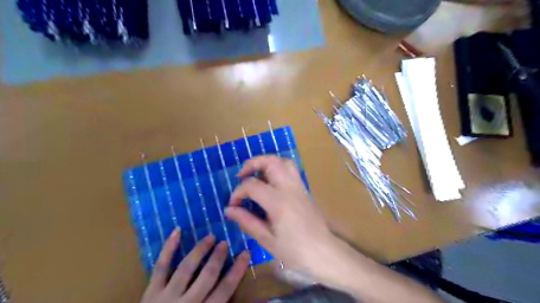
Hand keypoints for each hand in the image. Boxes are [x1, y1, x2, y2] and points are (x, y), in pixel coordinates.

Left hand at [137, 229, 249, 302]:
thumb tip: (252, 301)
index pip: (225, 290)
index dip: (237, 270)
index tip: (246, 253)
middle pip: (207, 276)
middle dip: (218, 258)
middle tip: (224, 243)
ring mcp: (166, 297)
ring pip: (186, 268)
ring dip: (200, 250)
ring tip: (210, 237)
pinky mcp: (150, 292)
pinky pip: (160, 267)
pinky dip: (168, 248)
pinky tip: (177, 231)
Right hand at [226, 156, 335, 276]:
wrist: (324, 253)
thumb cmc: (295, 251)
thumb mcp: (267, 240)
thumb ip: (247, 221)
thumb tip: (229, 210)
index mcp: (278, 202)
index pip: (252, 185)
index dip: (237, 192)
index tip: (233, 204)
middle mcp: (289, 188)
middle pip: (271, 162)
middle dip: (252, 164)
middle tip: (241, 176)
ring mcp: (299, 186)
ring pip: (283, 161)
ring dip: (267, 163)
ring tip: (257, 175)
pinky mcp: (304, 189)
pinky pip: (291, 170)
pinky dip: (278, 168)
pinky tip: (271, 183)